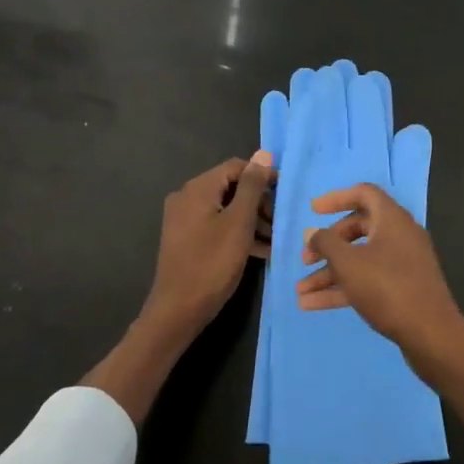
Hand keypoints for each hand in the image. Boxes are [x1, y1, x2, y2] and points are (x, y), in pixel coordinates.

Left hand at [142, 152, 274, 340]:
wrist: (178, 310)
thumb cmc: (212, 263)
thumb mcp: (240, 222)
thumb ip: (253, 186)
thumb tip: (264, 154)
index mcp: (198, 188)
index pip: (236, 167)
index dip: (263, 176)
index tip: (285, 194)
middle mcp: (187, 197)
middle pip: (231, 187)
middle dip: (259, 202)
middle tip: (280, 221)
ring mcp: (184, 219)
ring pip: (226, 208)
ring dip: (251, 219)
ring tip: (274, 238)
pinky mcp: (186, 239)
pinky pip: (217, 225)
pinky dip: (237, 232)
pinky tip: (259, 250)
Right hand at [299, 184, 463, 369]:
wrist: (431, 334)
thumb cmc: (387, 288)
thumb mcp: (349, 263)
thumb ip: (326, 243)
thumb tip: (312, 232)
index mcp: (392, 219)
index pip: (364, 194)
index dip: (337, 198)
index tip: (313, 211)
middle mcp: (400, 235)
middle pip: (359, 229)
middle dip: (329, 244)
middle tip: (306, 259)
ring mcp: (403, 263)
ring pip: (360, 259)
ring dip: (330, 273)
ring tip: (301, 291)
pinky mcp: (402, 288)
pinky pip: (368, 280)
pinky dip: (343, 288)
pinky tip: (313, 305)